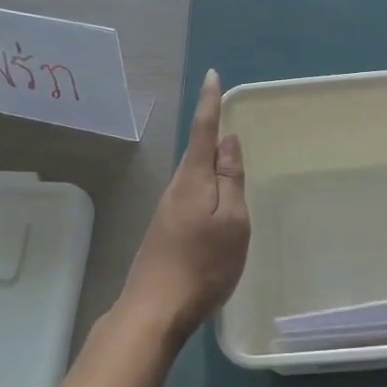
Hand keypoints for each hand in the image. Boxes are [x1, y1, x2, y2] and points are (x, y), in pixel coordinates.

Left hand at [119, 70, 249, 340]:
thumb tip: (228, 141)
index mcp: (194, 180)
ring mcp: (168, 211)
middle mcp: (177, 188)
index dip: (210, 103)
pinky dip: (205, 186)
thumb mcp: (232, 221)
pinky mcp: (166, 231)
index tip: (212, 76)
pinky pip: (191, 195)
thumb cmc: (203, 264)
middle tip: (224, 110)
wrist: (154, 310)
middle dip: (210, 130)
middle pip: (196, 152)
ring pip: (193, 175)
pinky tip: (214, 201)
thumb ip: (230, 180)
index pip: (204, 131)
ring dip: (208, 161)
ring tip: (227, 156)